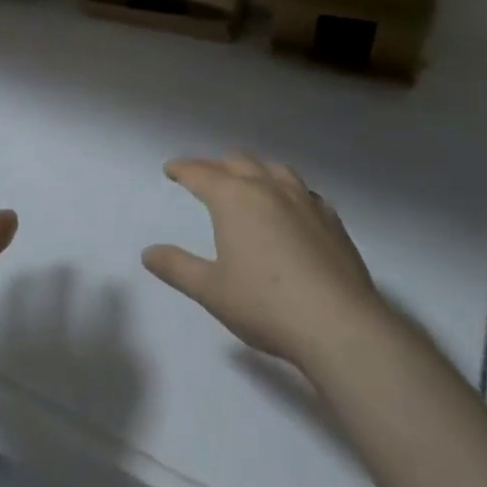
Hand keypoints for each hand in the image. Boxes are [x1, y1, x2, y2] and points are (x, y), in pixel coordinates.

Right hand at [143, 153, 391, 370]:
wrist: (338, 324)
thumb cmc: (265, 305)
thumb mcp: (211, 291)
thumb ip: (177, 268)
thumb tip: (148, 253)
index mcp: (234, 198)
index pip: (201, 173)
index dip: (182, 169)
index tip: (171, 169)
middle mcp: (268, 188)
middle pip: (238, 162)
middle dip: (217, 166)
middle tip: (205, 177)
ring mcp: (304, 200)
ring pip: (274, 168)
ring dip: (255, 170)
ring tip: (248, 181)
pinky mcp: (332, 219)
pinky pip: (303, 191)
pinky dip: (287, 190)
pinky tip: (290, 208)